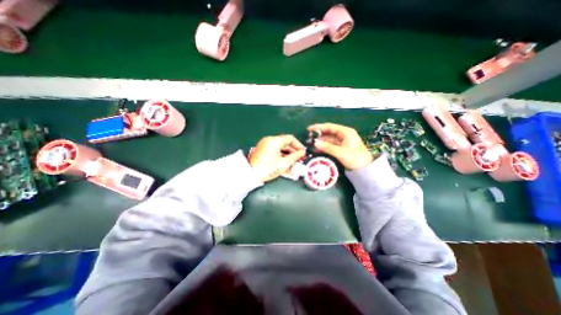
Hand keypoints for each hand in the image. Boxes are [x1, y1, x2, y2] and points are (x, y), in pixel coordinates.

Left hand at [247, 134, 304, 181]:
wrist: (250, 175)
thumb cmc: (266, 169)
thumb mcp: (283, 164)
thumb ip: (295, 157)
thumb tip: (302, 153)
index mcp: (274, 141)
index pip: (290, 138)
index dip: (299, 145)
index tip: (303, 152)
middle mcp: (269, 140)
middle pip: (285, 143)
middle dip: (294, 151)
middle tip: (300, 159)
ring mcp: (265, 145)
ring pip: (281, 148)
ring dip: (288, 155)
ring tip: (294, 163)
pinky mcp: (263, 150)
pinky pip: (276, 151)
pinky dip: (282, 156)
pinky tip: (286, 163)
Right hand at [307, 123, 371, 170]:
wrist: (365, 169)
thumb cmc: (355, 158)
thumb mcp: (341, 153)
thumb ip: (327, 147)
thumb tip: (315, 143)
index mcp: (346, 132)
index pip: (330, 127)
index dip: (319, 127)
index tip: (309, 129)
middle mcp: (343, 135)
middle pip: (328, 132)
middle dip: (318, 135)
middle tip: (309, 138)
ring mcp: (342, 141)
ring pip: (328, 139)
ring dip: (320, 141)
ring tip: (311, 143)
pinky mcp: (341, 148)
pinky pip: (330, 145)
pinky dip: (324, 146)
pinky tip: (317, 148)